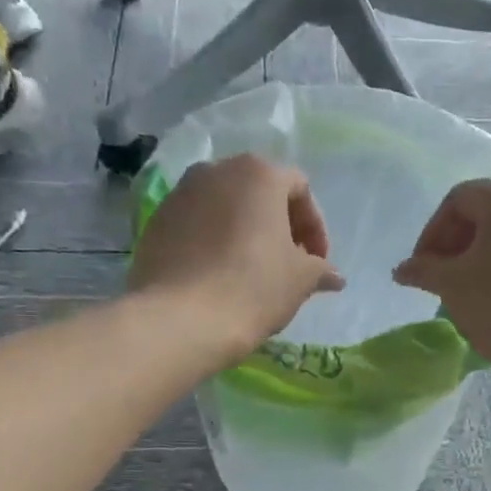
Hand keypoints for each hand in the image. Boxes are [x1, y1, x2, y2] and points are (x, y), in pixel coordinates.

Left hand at [129, 154, 344, 359]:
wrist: (182, 319)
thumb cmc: (253, 288)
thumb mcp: (300, 280)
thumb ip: (320, 270)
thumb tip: (334, 276)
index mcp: (258, 173)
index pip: (299, 188)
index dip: (314, 226)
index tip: (317, 262)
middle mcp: (216, 170)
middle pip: (258, 191)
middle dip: (278, 225)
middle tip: (288, 263)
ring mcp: (180, 194)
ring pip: (223, 206)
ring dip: (243, 232)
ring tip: (251, 271)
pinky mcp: (155, 222)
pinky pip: (195, 225)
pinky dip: (212, 242)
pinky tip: (217, 276)